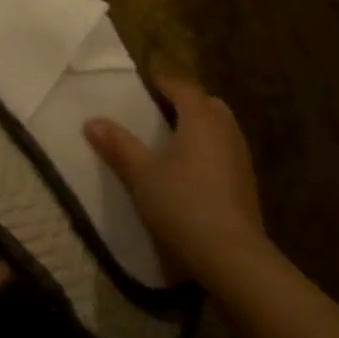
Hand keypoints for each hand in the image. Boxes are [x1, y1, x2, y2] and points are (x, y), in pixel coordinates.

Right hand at [84, 76, 267, 288]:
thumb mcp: (141, 175)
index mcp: (201, 117)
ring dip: (197, 127)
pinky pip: (224, 150)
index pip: (181, 85)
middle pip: (204, 103)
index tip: (141, 85)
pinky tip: (190, 172)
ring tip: (170, 142)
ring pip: (218, 127)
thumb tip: (91, 121)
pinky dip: (207, 150)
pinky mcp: (246, 181)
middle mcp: (225, 128)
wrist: (232, 255)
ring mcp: (241, 155)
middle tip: (156, 112)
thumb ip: (118, 145)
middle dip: (182, 103)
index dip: (160, 82)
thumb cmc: (182, 204)